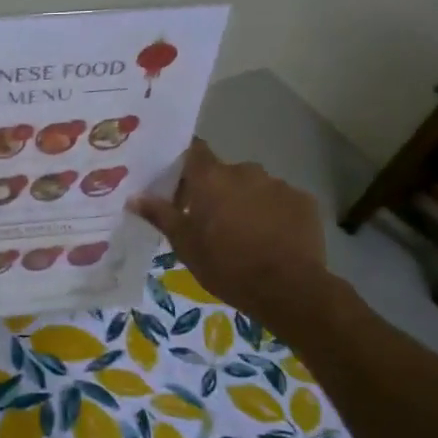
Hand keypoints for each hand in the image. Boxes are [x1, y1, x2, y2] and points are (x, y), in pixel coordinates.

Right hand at [128, 138, 332, 330]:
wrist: (287, 288)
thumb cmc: (226, 265)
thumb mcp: (184, 244)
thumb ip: (160, 215)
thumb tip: (134, 196)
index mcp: (211, 178)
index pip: (194, 150)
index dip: (185, 163)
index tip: (178, 182)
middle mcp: (245, 171)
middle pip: (224, 173)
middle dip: (215, 191)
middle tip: (208, 221)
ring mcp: (278, 184)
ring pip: (253, 188)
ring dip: (245, 202)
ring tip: (242, 234)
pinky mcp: (303, 201)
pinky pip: (279, 201)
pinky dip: (272, 214)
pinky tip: (270, 240)